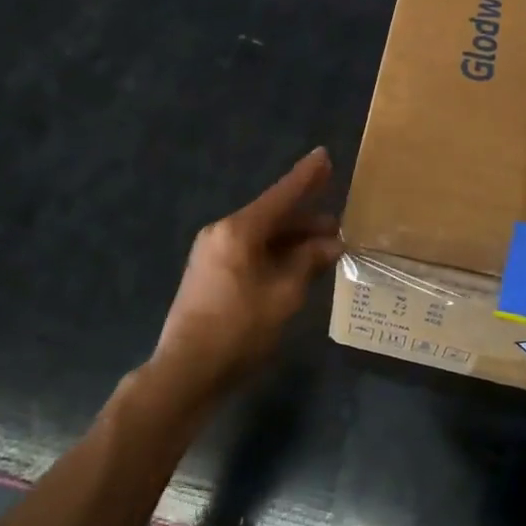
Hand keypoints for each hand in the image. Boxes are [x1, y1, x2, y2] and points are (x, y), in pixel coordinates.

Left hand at [153, 148, 342, 400]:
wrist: (187, 371)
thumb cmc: (238, 329)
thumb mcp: (283, 295)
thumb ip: (307, 262)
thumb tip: (330, 244)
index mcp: (238, 230)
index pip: (281, 195)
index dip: (306, 177)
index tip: (324, 155)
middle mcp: (222, 233)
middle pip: (272, 216)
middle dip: (306, 219)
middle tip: (339, 220)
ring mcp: (213, 253)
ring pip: (262, 236)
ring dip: (293, 240)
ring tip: (326, 244)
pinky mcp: (211, 273)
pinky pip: (251, 252)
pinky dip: (276, 254)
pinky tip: (298, 265)